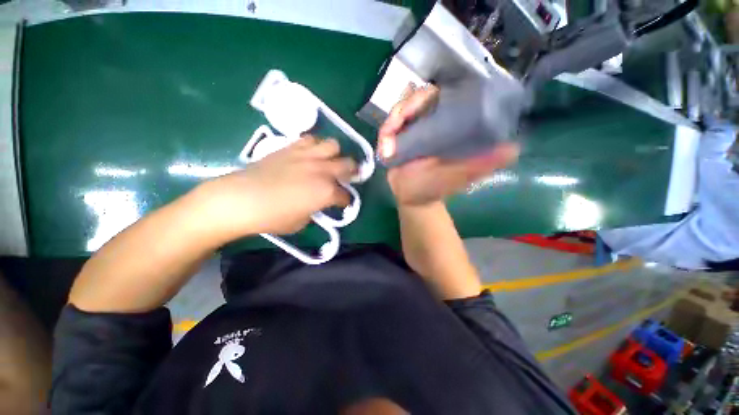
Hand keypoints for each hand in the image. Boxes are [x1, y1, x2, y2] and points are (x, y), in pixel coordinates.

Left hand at [196, 136, 355, 239]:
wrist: (240, 199)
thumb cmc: (273, 217)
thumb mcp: (302, 221)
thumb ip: (316, 208)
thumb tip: (318, 202)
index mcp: (327, 192)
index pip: (345, 196)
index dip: (346, 201)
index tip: (342, 203)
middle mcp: (322, 170)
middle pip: (348, 164)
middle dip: (352, 172)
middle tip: (346, 178)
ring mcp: (308, 156)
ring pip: (333, 145)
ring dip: (335, 154)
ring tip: (329, 161)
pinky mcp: (292, 147)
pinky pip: (311, 139)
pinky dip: (315, 146)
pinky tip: (310, 154)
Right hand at [378, 85, 519, 205]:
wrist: (412, 198)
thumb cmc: (436, 187)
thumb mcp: (460, 175)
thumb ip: (482, 164)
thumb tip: (513, 148)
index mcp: (447, 124)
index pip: (441, 96)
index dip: (429, 95)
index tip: (419, 106)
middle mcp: (428, 121)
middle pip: (415, 98)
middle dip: (404, 108)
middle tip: (397, 125)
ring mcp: (409, 129)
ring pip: (398, 111)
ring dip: (391, 123)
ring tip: (388, 147)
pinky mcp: (393, 139)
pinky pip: (386, 128)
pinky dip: (384, 135)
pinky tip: (385, 150)